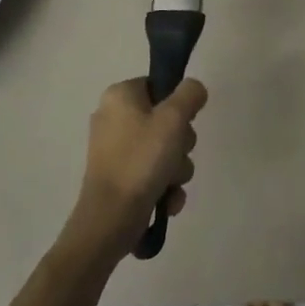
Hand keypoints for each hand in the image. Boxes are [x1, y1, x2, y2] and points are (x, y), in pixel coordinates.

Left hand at [64, 78, 205, 262]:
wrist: (110, 220)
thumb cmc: (141, 161)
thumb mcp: (173, 119)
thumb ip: (190, 94)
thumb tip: (194, 89)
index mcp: (119, 96)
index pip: (160, 86)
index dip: (178, 105)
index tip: (183, 122)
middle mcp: (114, 118)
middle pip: (166, 120)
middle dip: (181, 143)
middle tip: (176, 154)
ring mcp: (116, 151)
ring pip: (165, 150)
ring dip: (177, 168)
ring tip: (170, 183)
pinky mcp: (120, 178)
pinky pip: (154, 173)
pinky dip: (165, 186)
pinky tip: (167, 200)